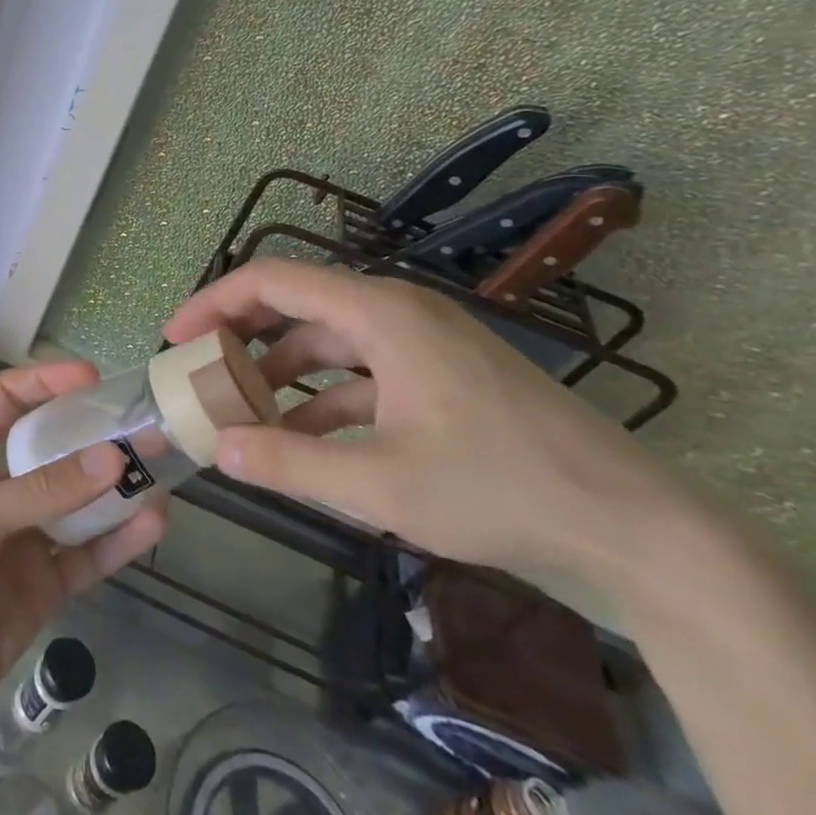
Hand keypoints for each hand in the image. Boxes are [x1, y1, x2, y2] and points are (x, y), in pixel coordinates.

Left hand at [0, 360, 165, 754]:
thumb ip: (38, 493)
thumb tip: (110, 458)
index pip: (5, 403)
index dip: (44, 382)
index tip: (91, 378)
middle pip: (53, 451)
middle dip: (95, 437)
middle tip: (147, 428)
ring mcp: (24, 542)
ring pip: (79, 505)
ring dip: (117, 489)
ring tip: (163, 471)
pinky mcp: (43, 590)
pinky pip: (88, 557)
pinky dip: (120, 542)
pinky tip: (153, 525)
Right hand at [164, 259, 686, 588]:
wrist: (640, 534)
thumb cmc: (504, 490)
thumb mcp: (382, 483)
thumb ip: (289, 461)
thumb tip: (217, 450)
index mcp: (382, 313)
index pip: (273, 280)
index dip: (214, 303)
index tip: (175, 339)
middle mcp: (398, 313)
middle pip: (298, 305)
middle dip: (242, 338)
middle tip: (200, 373)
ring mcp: (425, 344)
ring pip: (329, 343)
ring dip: (282, 374)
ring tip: (242, 414)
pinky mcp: (443, 377)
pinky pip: (363, 372)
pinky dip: (324, 399)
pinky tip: (304, 440)